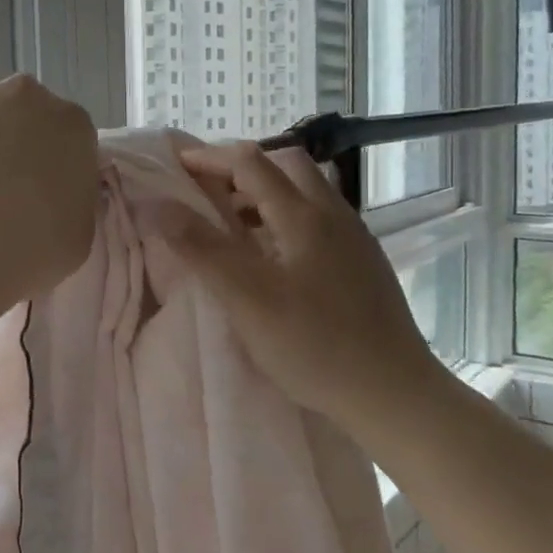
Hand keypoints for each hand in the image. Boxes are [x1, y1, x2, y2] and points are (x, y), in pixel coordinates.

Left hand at [0, 75, 99, 292]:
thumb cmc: (28, 249)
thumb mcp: (76, 235)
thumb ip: (69, 201)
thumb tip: (51, 197)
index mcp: (72, 125)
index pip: (64, 137)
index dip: (45, 166)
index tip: (31, 196)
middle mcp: (24, 95)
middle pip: (16, 113)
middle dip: (4, 144)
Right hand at [171, 143, 450, 421]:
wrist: (394, 393)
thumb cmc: (314, 345)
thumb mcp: (247, 299)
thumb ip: (202, 248)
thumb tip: (158, 205)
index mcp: (304, 216)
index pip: (251, 162)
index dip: (209, 158)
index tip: (175, 165)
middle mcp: (333, 214)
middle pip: (285, 165)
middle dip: (241, 168)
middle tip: (207, 193)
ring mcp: (354, 238)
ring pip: (305, 191)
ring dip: (264, 192)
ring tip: (231, 223)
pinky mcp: (362, 262)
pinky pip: (317, 218)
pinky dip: (283, 216)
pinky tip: (271, 255)